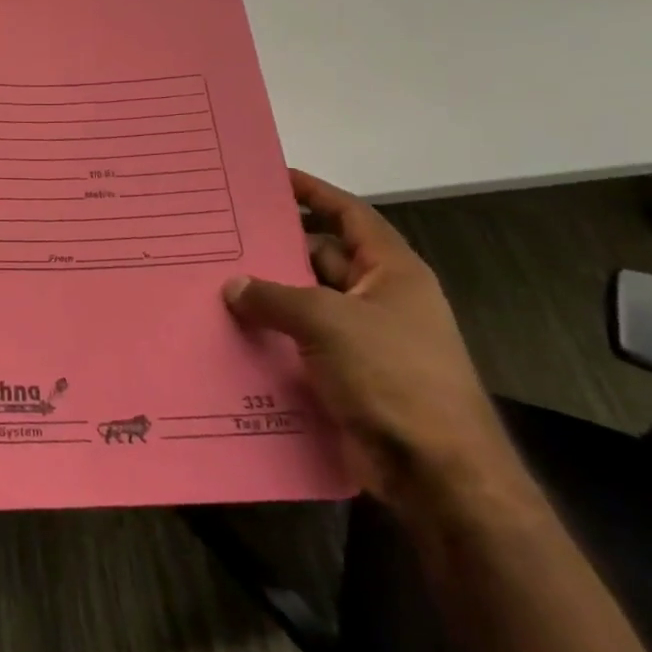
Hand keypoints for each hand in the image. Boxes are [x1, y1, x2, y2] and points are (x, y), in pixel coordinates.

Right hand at [223, 170, 515, 507]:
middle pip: (321, 258)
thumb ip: (275, 297)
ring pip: (307, 304)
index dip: (314, 193)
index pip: (349, 215)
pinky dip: (272, 338)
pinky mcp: (348, 377)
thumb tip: (233, 286)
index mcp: (391, 271)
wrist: (436, 474)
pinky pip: (302, 344)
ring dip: (269, 298)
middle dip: (277, 249)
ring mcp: (364, 340)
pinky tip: (231, 334)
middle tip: (224, 236)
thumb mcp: (328, 322)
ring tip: (214, 282)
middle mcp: (379, 299)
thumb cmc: (392, 376)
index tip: (273, 177)